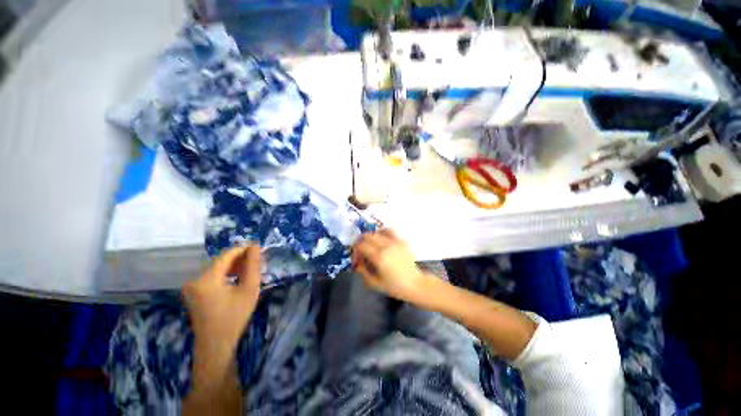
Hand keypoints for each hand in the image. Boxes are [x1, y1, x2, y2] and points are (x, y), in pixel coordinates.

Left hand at [183, 246, 261, 356]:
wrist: (216, 346)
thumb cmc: (235, 317)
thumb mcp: (249, 289)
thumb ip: (252, 265)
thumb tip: (255, 246)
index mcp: (206, 279)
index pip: (226, 255)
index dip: (243, 249)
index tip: (259, 249)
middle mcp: (195, 280)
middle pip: (220, 261)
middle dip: (240, 259)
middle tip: (257, 262)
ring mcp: (192, 288)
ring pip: (217, 269)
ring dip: (234, 267)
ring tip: (250, 271)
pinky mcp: (194, 294)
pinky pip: (212, 277)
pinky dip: (226, 275)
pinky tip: (238, 280)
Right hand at [352, 229, 428, 301]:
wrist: (415, 284)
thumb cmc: (395, 286)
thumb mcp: (375, 283)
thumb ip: (363, 272)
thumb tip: (357, 263)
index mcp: (379, 257)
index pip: (361, 245)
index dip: (355, 250)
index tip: (356, 258)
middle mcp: (386, 246)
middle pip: (368, 236)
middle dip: (361, 242)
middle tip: (361, 250)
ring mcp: (395, 242)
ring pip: (378, 231)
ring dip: (372, 236)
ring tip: (371, 243)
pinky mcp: (402, 241)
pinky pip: (390, 231)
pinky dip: (383, 233)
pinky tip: (382, 239)